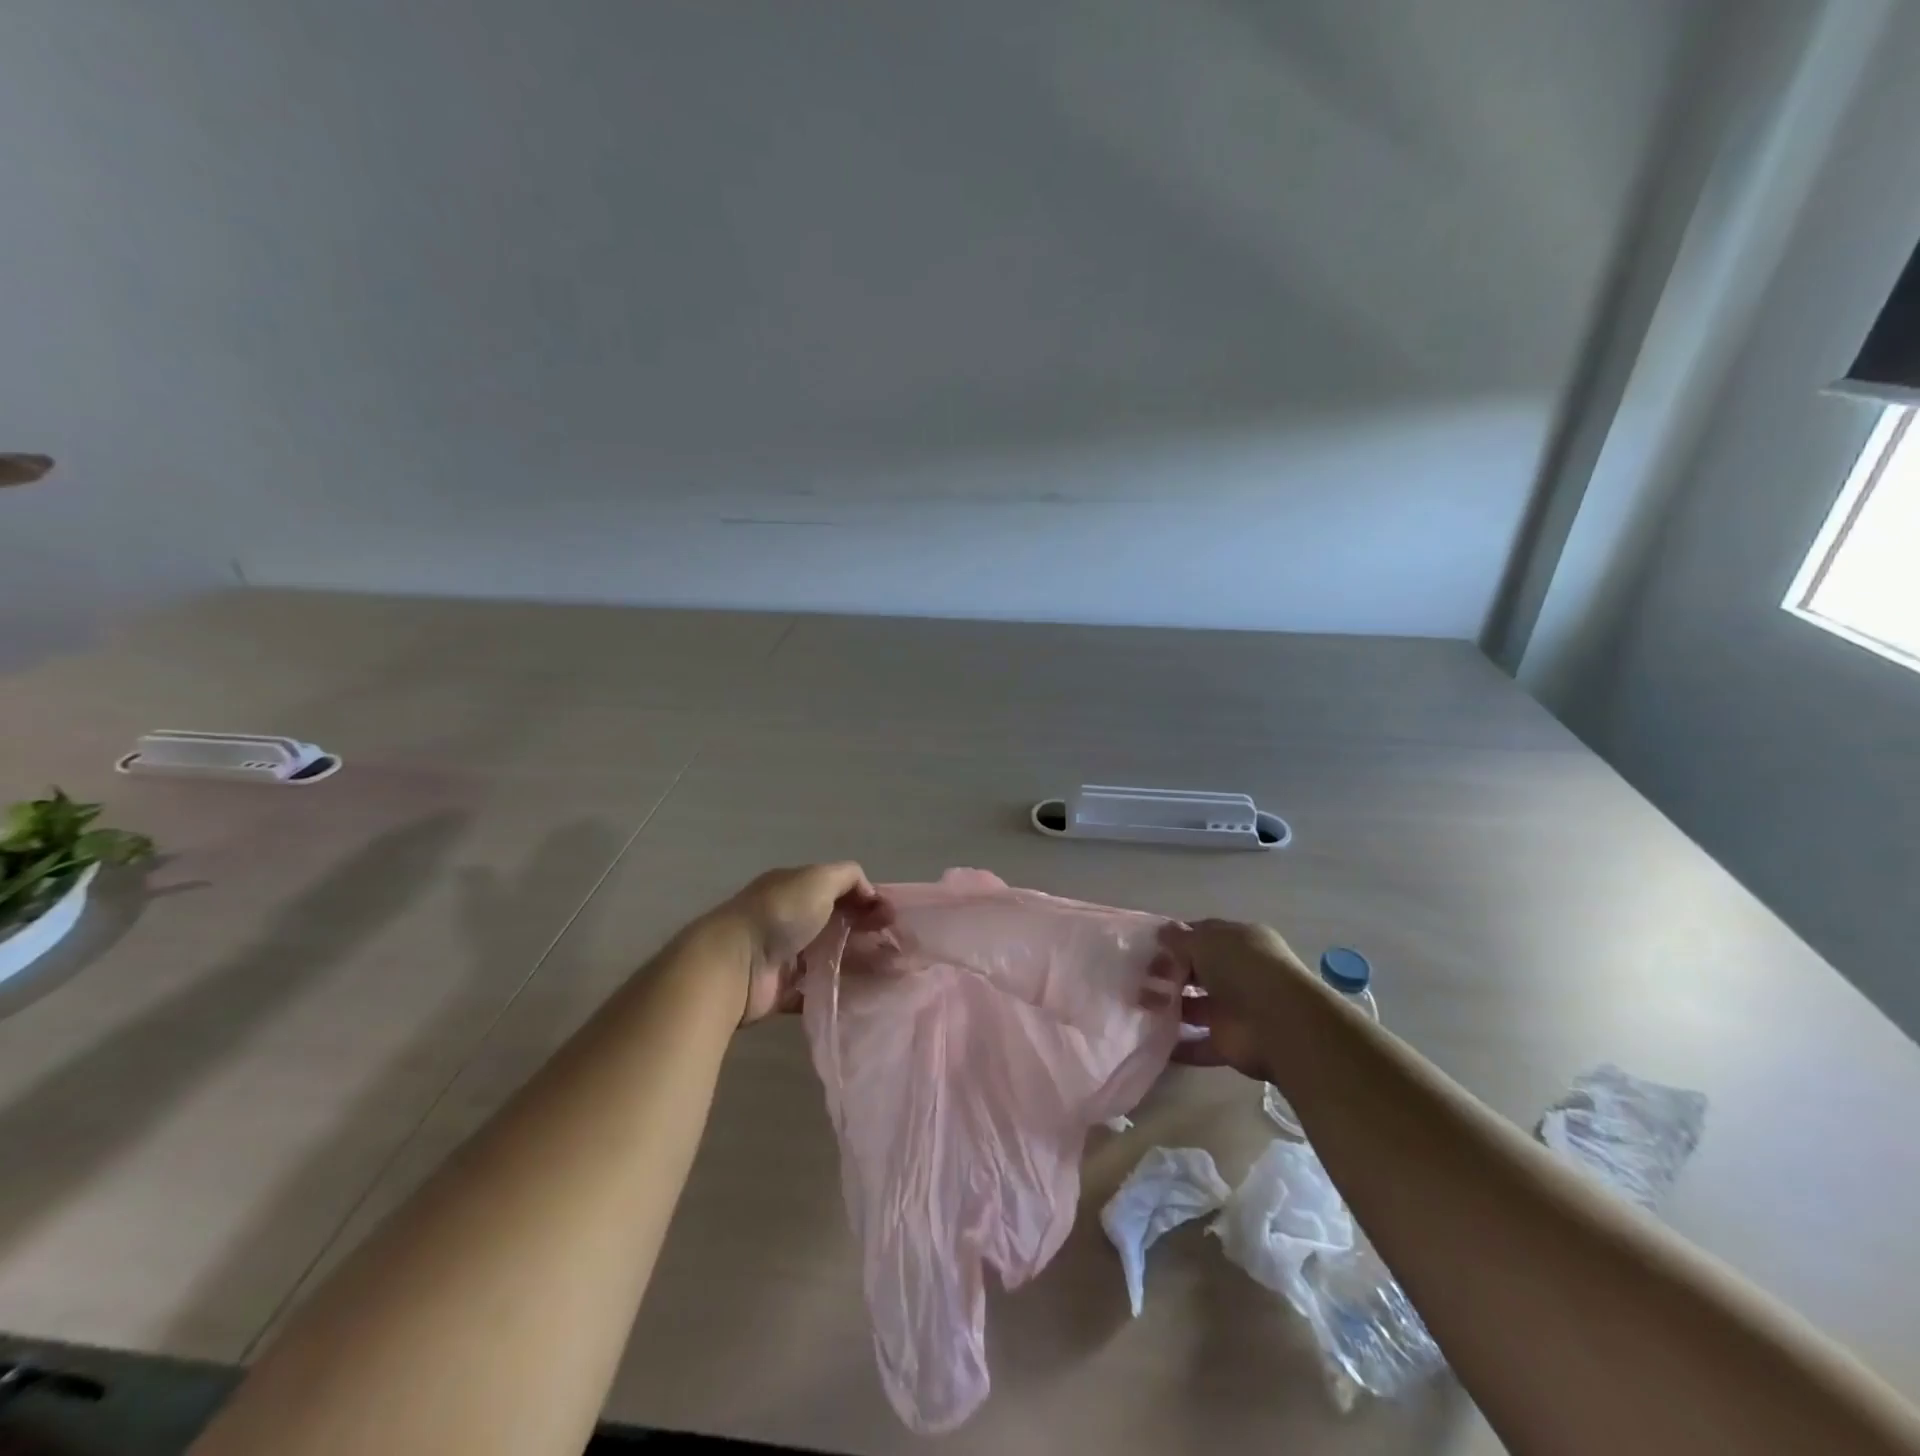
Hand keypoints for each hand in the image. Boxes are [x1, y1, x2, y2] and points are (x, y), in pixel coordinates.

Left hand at [707, 863, 885, 1024]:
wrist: (734, 964)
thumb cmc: (780, 914)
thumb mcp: (818, 878)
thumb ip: (849, 877)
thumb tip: (870, 894)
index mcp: (796, 888)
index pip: (839, 890)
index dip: (867, 900)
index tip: (892, 918)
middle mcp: (790, 919)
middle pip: (837, 924)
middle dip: (868, 932)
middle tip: (898, 948)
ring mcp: (786, 956)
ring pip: (831, 957)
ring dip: (859, 963)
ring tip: (892, 974)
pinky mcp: (783, 990)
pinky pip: (817, 990)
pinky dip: (839, 993)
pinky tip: (867, 995)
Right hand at [1149, 918, 1312, 1080]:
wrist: (1280, 1025)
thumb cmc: (1243, 969)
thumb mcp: (1206, 941)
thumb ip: (1179, 939)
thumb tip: (1161, 933)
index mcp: (1239, 942)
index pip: (1203, 936)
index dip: (1175, 940)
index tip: (1148, 947)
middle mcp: (1238, 973)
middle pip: (1197, 971)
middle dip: (1168, 973)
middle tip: (1137, 977)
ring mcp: (1235, 1009)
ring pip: (1195, 1006)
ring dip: (1169, 1006)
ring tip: (1136, 1004)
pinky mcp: (1229, 1043)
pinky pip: (1198, 1043)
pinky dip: (1178, 1044)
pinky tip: (1150, 1039)